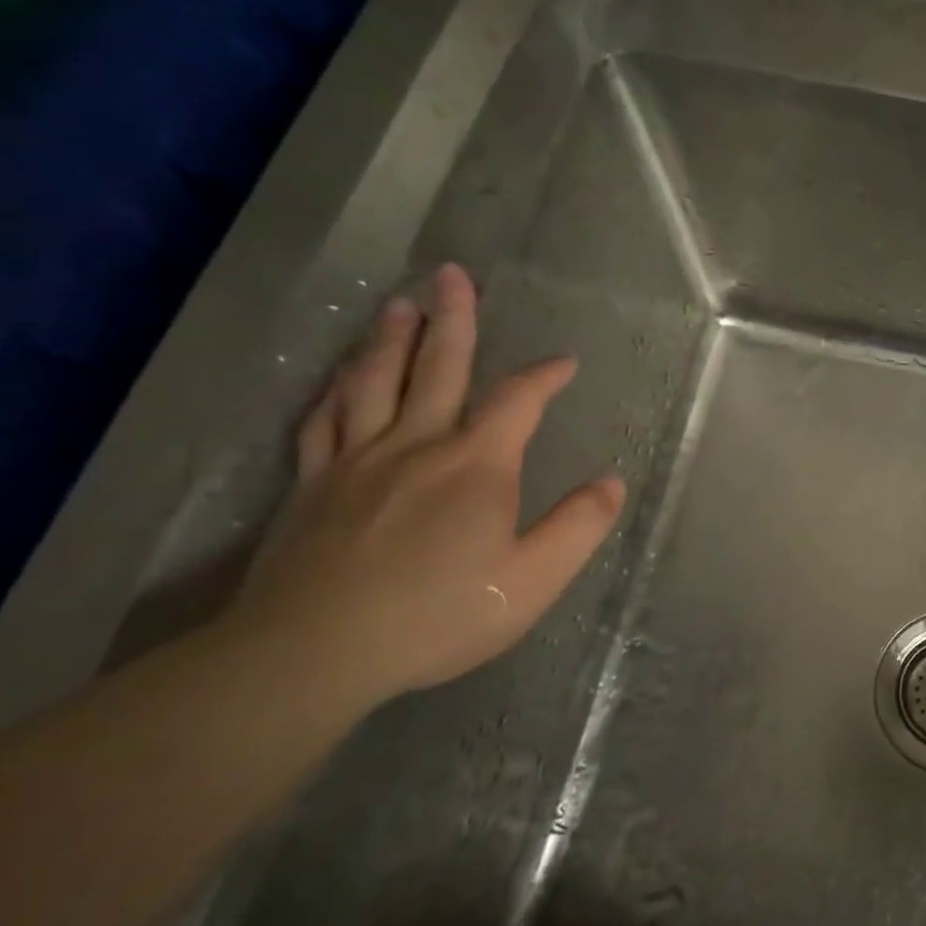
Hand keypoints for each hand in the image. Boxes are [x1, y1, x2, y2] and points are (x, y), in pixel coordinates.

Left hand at [224, 263, 623, 711]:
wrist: (315, 651)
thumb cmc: (439, 615)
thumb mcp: (533, 580)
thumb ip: (578, 527)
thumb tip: (612, 482)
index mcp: (476, 465)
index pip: (517, 401)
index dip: (544, 376)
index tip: (564, 362)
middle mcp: (416, 445)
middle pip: (436, 367)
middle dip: (453, 319)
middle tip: (452, 274)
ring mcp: (356, 461)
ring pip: (373, 382)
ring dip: (390, 339)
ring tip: (399, 305)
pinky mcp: (313, 486)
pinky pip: (323, 421)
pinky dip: (335, 391)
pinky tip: (339, 378)